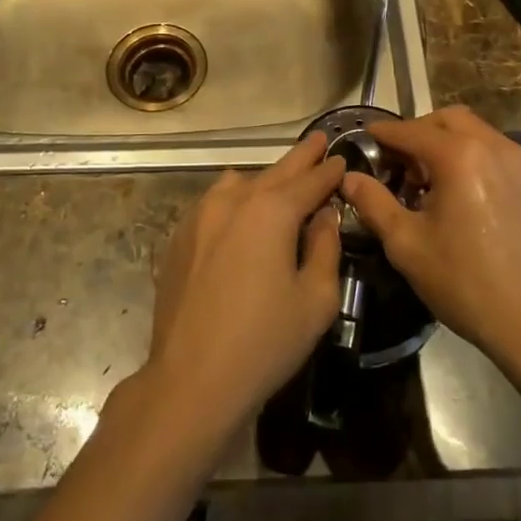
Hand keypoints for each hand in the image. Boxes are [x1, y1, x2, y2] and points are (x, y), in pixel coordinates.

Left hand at [143, 134, 345, 445]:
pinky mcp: (180, 236)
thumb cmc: (264, 341)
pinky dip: (236, 200)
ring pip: (240, 183)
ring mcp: (200, 215)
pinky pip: (215, 203)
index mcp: (271, 210)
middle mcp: (234, 200)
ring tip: (282, 186)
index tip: (340, 158)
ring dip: (265, 179)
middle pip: (275, 171)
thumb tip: (323, 217)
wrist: (191, 378)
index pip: (310, 180)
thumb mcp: (315, 299)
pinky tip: (242, 217)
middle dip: (300, 158)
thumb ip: (325, 248)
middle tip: (317, 142)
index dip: (329, 170)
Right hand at [342, 107, 520, 366]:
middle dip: (417, 132)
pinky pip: (491, 150)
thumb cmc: (464, 281)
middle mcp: (491, 145)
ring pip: (472, 131)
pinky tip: (455, 192)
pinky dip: (468, 155)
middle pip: (446, 120)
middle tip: (396, 164)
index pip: (410, 131)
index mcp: (459, 155)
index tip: (363, 139)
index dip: (383, 134)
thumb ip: (373, 202)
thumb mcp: (406, 243)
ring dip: (444, 142)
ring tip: (425, 181)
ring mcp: (517, 161)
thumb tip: (348, 177)